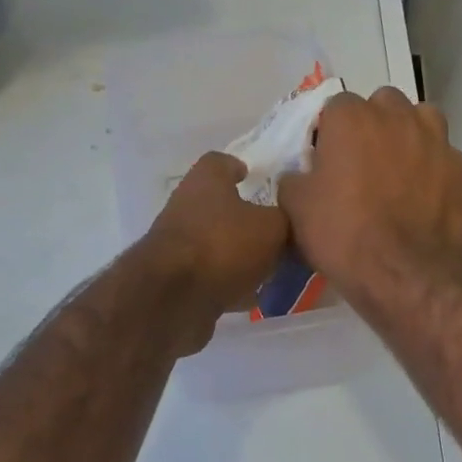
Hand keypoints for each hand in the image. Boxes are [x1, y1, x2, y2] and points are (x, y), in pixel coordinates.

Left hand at [136, 151, 289, 349]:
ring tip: (271, 268)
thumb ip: (286, 220)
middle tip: (276, 231)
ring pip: (216, 244)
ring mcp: (178, 246)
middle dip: (245, 218)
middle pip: (219, 206)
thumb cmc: (224, 245)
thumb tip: (288, 221)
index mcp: (205, 182)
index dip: (238, 168)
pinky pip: (211, 277)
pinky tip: (254, 297)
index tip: (255, 178)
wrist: (173, 298)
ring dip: (239, 255)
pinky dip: (230, 284)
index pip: (219, 162)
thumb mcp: (273, 227)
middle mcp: (186, 208)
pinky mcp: (177, 281)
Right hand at [278, 87, 461, 298]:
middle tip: (363, 165)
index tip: (328, 161)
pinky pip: (446, 161)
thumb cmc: (342, 234)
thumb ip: (294, 179)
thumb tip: (300, 175)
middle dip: (374, 126)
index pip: (336, 107)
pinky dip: (436, 173)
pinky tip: (427, 201)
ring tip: (400, 174)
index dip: (331, 133)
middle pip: (384, 106)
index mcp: (351, 118)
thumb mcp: (295, 208)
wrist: (402, 272)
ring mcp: (437, 141)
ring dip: (410, 138)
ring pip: (423, 122)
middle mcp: (398, 116)